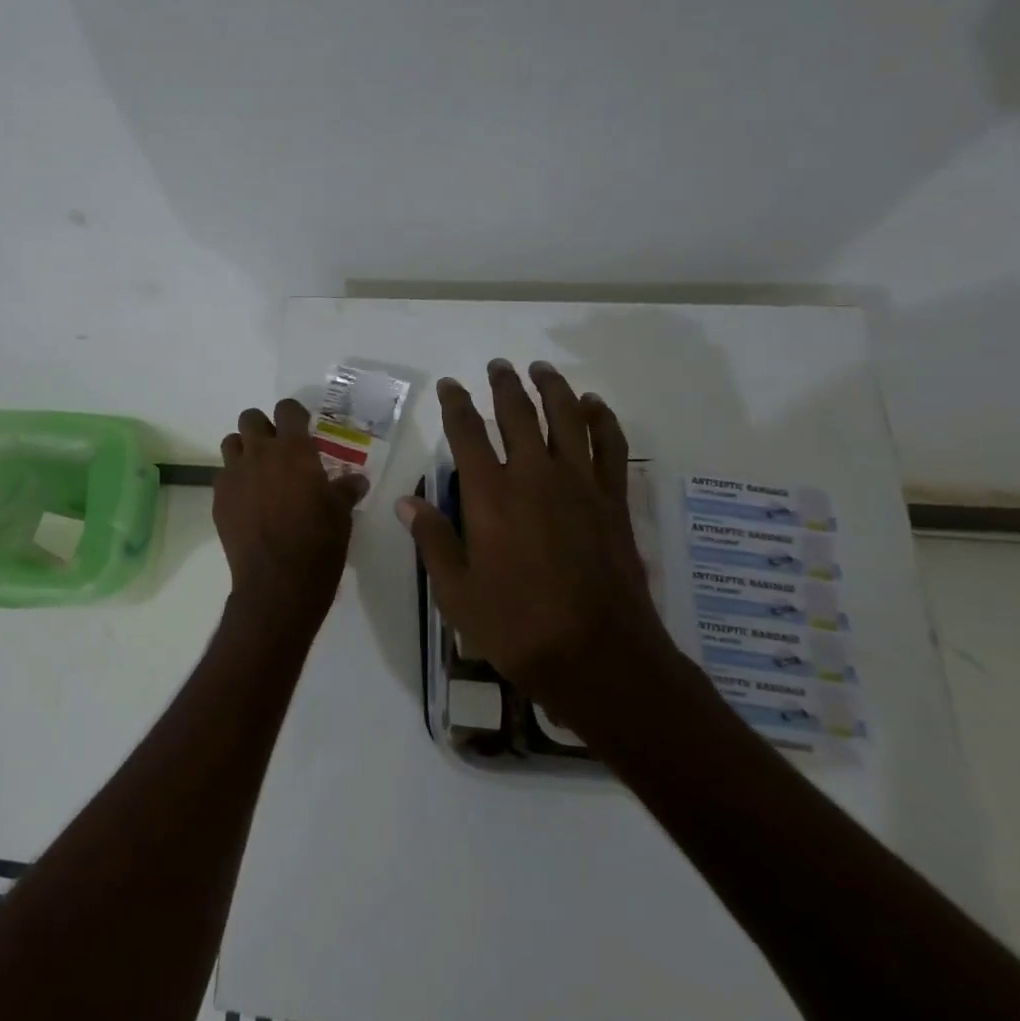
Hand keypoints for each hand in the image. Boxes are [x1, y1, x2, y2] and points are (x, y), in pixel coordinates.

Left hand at [215, 398, 368, 627]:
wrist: (278, 583)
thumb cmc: (318, 544)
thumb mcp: (341, 514)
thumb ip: (345, 490)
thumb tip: (356, 480)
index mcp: (294, 450)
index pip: (287, 409)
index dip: (294, 414)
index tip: (302, 427)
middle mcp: (260, 454)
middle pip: (250, 418)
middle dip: (263, 427)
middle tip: (277, 449)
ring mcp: (234, 475)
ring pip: (231, 443)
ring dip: (244, 450)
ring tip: (258, 472)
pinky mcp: (218, 499)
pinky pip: (222, 476)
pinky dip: (233, 481)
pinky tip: (247, 502)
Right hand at [398, 361, 674, 706]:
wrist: (597, 655)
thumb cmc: (516, 626)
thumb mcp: (456, 591)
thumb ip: (433, 540)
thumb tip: (406, 503)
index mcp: (489, 495)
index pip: (467, 433)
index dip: (455, 403)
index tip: (449, 385)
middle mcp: (534, 477)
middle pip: (518, 414)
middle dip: (505, 385)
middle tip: (498, 366)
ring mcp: (579, 485)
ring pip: (566, 419)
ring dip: (553, 389)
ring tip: (541, 370)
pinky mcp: (612, 501)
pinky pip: (610, 447)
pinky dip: (602, 420)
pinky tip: (594, 406)